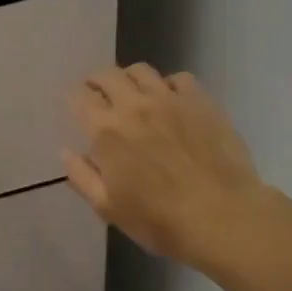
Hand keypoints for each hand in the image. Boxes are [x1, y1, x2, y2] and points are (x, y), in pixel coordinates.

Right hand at [65, 64, 291, 277]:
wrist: (225, 219)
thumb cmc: (161, 220)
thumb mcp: (109, 208)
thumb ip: (82, 177)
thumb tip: (66, 152)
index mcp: (105, 130)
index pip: (79, 97)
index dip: (77, 100)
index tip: (80, 111)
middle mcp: (133, 105)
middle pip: (107, 75)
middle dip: (98, 83)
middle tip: (102, 97)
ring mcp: (169, 99)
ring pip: (140, 70)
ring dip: (130, 79)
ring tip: (135, 95)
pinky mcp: (200, 101)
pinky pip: (179, 78)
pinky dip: (169, 85)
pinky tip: (172, 102)